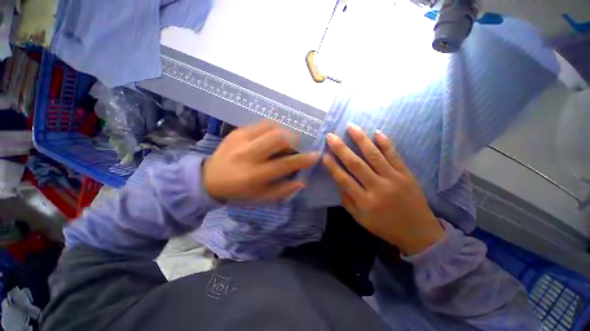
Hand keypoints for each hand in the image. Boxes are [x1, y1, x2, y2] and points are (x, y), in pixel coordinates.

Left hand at [203, 122, 318, 202]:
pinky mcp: (237, 132)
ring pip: (272, 128)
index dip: (304, 159)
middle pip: (280, 139)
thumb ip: (282, 190)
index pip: (286, 164)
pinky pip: (261, 124)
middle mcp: (249, 155)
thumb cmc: (237, 192)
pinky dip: (272, 128)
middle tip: (296, 147)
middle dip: (294, 142)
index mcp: (255, 175)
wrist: (208, 179)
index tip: (316, 155)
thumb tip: (301, 181)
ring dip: (284, 133)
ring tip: (284, 142)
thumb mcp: (260, 198)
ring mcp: (241, 140)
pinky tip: (272, 136)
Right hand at [322, 124, 444, 255]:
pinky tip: (377, 132)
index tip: (324, 155)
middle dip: (341, 149)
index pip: (344, 180)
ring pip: (374, 155)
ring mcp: (393, 179)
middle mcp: (378, 188)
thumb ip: (347, 200)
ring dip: (361, 139)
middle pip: (356, 164)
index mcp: (365, 202)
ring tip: (351, 127)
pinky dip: (385, 143)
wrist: (418, 232)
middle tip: (331, 136)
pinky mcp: (406, 174)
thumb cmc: (384, 226)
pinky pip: (394, 155)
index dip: (333, 166)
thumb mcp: (360, 219)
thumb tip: (338, 181)